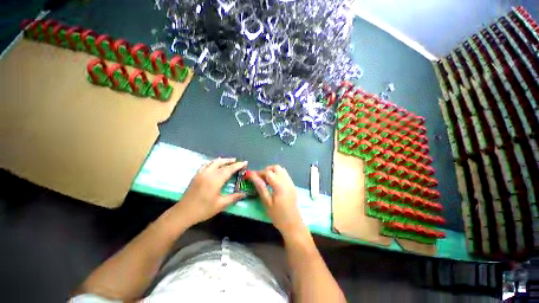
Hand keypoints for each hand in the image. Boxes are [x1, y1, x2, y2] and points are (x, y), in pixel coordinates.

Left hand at [172, 158, 246, 225]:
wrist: (183, 213)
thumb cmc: (203, 210)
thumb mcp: (220, 205)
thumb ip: (233, 197)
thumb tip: (244, 194)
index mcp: (215, 180)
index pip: (229, 169)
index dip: (238, 165)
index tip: (245, 162)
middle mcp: (208, 174)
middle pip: (221, 163)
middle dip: (230, 161)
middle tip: (237, 161)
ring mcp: (201, 173)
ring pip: (213, 162)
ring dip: (222, 160)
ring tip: (228, 161)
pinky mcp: (196, 175)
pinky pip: (206, 165)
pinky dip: (212, 162)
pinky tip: (214, 165)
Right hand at [246, 165, 306, 238]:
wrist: (293, 225)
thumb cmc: (278, 216)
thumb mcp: (267, 202)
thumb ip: (261, 187)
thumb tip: (253, 177)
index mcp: (280, 185)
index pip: (268, 172)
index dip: (259, 173)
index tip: (251, 176)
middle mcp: (287, 181)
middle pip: (277, 167)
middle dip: (267, 170)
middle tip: (260, 178)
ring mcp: (291, 183)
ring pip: (282, 170)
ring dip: (273, 172)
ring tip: (266, 181)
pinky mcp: (293, 186)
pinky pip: (285, 175)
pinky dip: (278, 175)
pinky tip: (274, 184)